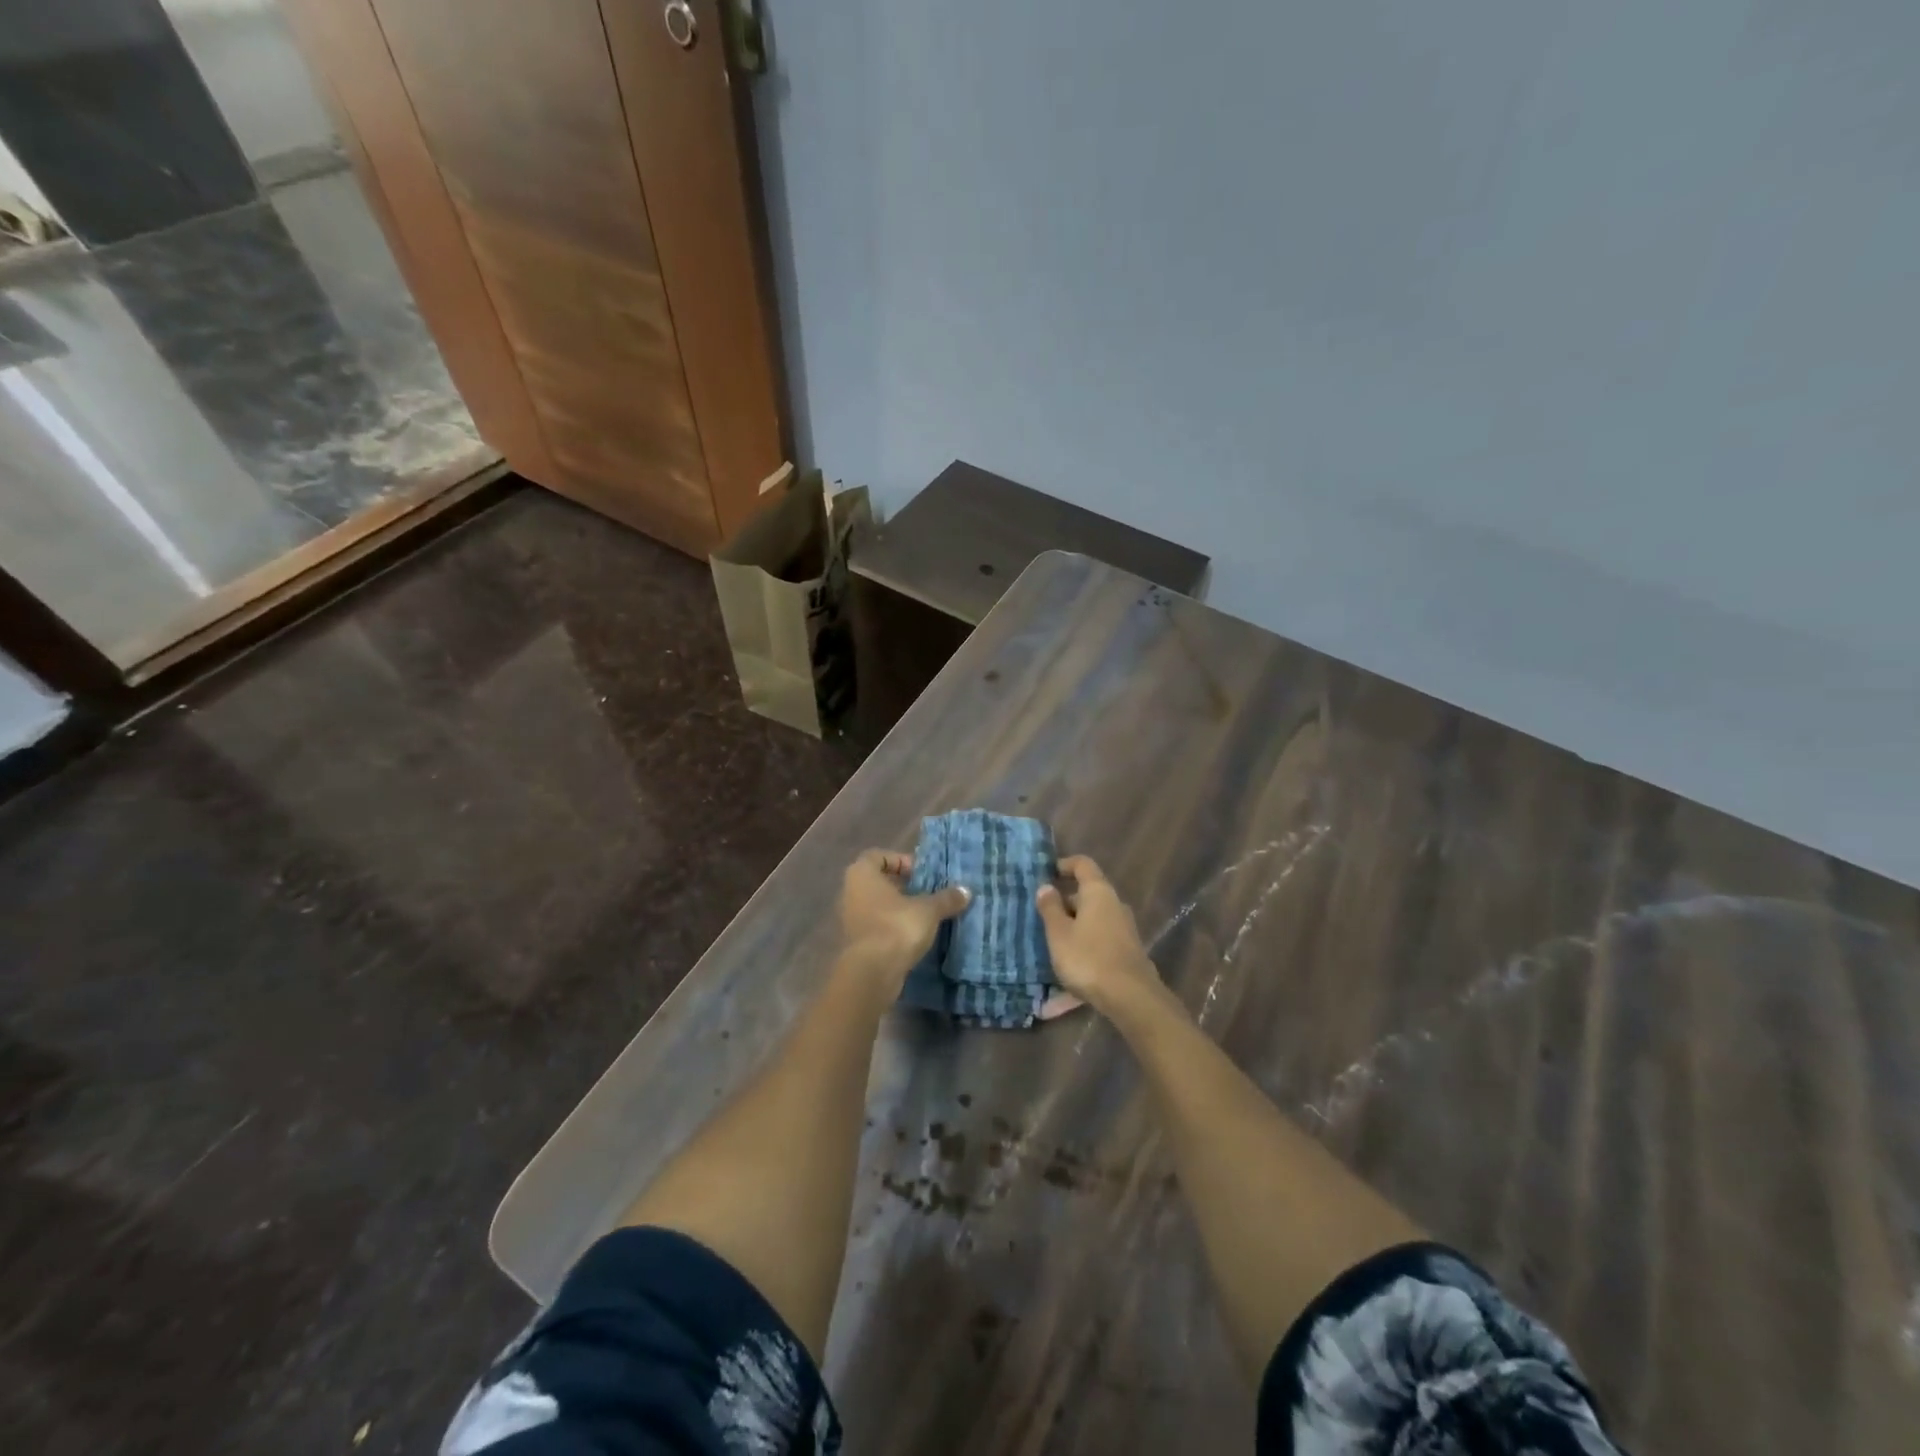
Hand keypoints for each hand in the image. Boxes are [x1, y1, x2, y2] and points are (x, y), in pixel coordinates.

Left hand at [838, 849, 969, 985]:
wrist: (872, 973)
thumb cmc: (896, 927)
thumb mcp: (928, 910)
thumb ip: (946, 898)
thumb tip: (966, 891)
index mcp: (861, 874)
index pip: (878, 856)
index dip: (901, 860)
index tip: (922, 874)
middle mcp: (850, 892)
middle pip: (878, 881)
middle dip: (903, 886)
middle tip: (927, 893)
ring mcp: (850, 918)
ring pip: (878, 905)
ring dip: (899, 909)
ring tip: (925, 915)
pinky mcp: (856, 942)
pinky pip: (877, 926)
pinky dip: (893, 927)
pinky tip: (914, 936)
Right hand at [1036, 856, 1163, 1013]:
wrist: (1131, 997)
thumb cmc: (1088, 958)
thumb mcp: (1059, 933)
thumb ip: (1050, 908)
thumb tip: (1046, 887)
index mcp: (1098, 892)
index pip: (1083, 865)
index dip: (1064, 865)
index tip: (1047, 873)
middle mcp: (1115, 905)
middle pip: (1086, 896)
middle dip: (1064, 905)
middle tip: (1041, 919)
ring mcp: (1124, 930)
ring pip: (1092, 922)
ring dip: (1072, 931)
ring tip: (1050, 948)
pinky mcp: (1127, 953)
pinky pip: (1098, 945)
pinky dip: (1082, 953)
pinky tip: (1065, 982)